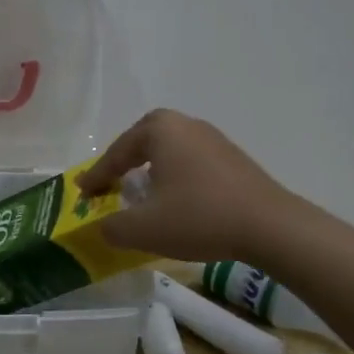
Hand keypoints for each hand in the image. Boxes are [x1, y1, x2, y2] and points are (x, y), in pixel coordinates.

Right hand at [76, 109, 303, 263]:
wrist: (270, 226)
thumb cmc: (199, 217)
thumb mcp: (144, 229)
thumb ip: (112, 227)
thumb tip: (103, 226)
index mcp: (160, 129)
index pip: (117, 152)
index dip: (97, 176)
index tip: (83, 193)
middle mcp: (186, 124)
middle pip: (143, 141)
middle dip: (124, 162)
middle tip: (111, 183)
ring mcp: (213, 138)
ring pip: (169, 151)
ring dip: (152, 170)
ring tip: (142, 193)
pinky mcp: (233, 158)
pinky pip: (191, 162)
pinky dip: (176, 177)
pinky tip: (178, 200)